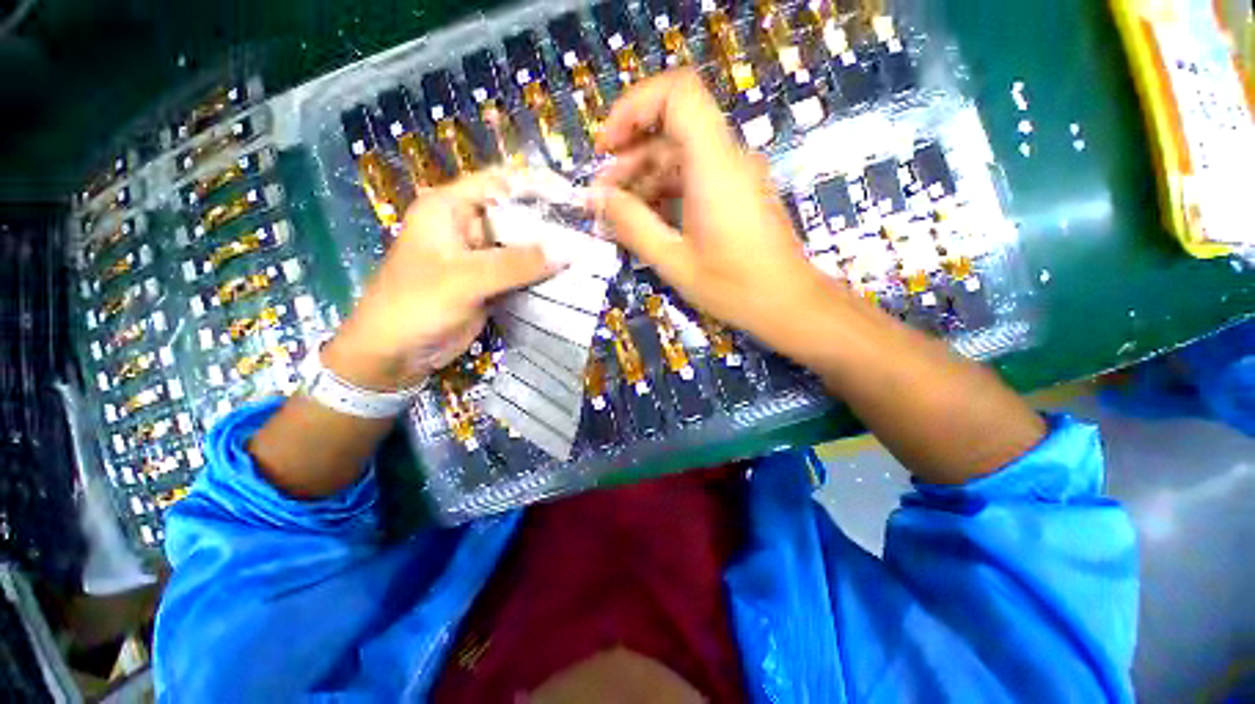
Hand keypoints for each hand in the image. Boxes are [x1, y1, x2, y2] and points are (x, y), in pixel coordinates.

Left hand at [324, 169, 563, 390]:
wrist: (395, 353)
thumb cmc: (416, 305)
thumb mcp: (465, 279)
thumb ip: (515, 264)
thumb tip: (566, 252)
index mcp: (450, 208)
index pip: (499, 182)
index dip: (536, 184)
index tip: (572, 196)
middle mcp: (467, 227)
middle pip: (515, 215)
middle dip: (549, 223)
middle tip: (586, 232)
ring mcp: (480, 257)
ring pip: (521, 246)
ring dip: (548, 252)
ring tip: (584, 255)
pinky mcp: (490, 283)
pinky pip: (521, 273)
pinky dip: (541, 275)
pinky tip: (566, 278)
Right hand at [590, 69, 836, 344]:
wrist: (789, 304)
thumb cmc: (735, 288)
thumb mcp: (674, 261)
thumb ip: (632, 226)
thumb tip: (597, 199)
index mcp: (715, 166)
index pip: (677, 94)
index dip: (633, 108)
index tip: (606, 147)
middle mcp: (728, 159)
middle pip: (671, 130)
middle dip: (629, 158)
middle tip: (602, 198)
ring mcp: (734, 176)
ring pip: (680, 156)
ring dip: (644, 179)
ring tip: (618, 216)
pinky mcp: (736, 193)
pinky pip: (693, 178)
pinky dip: (664, 193)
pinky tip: (646, 221)